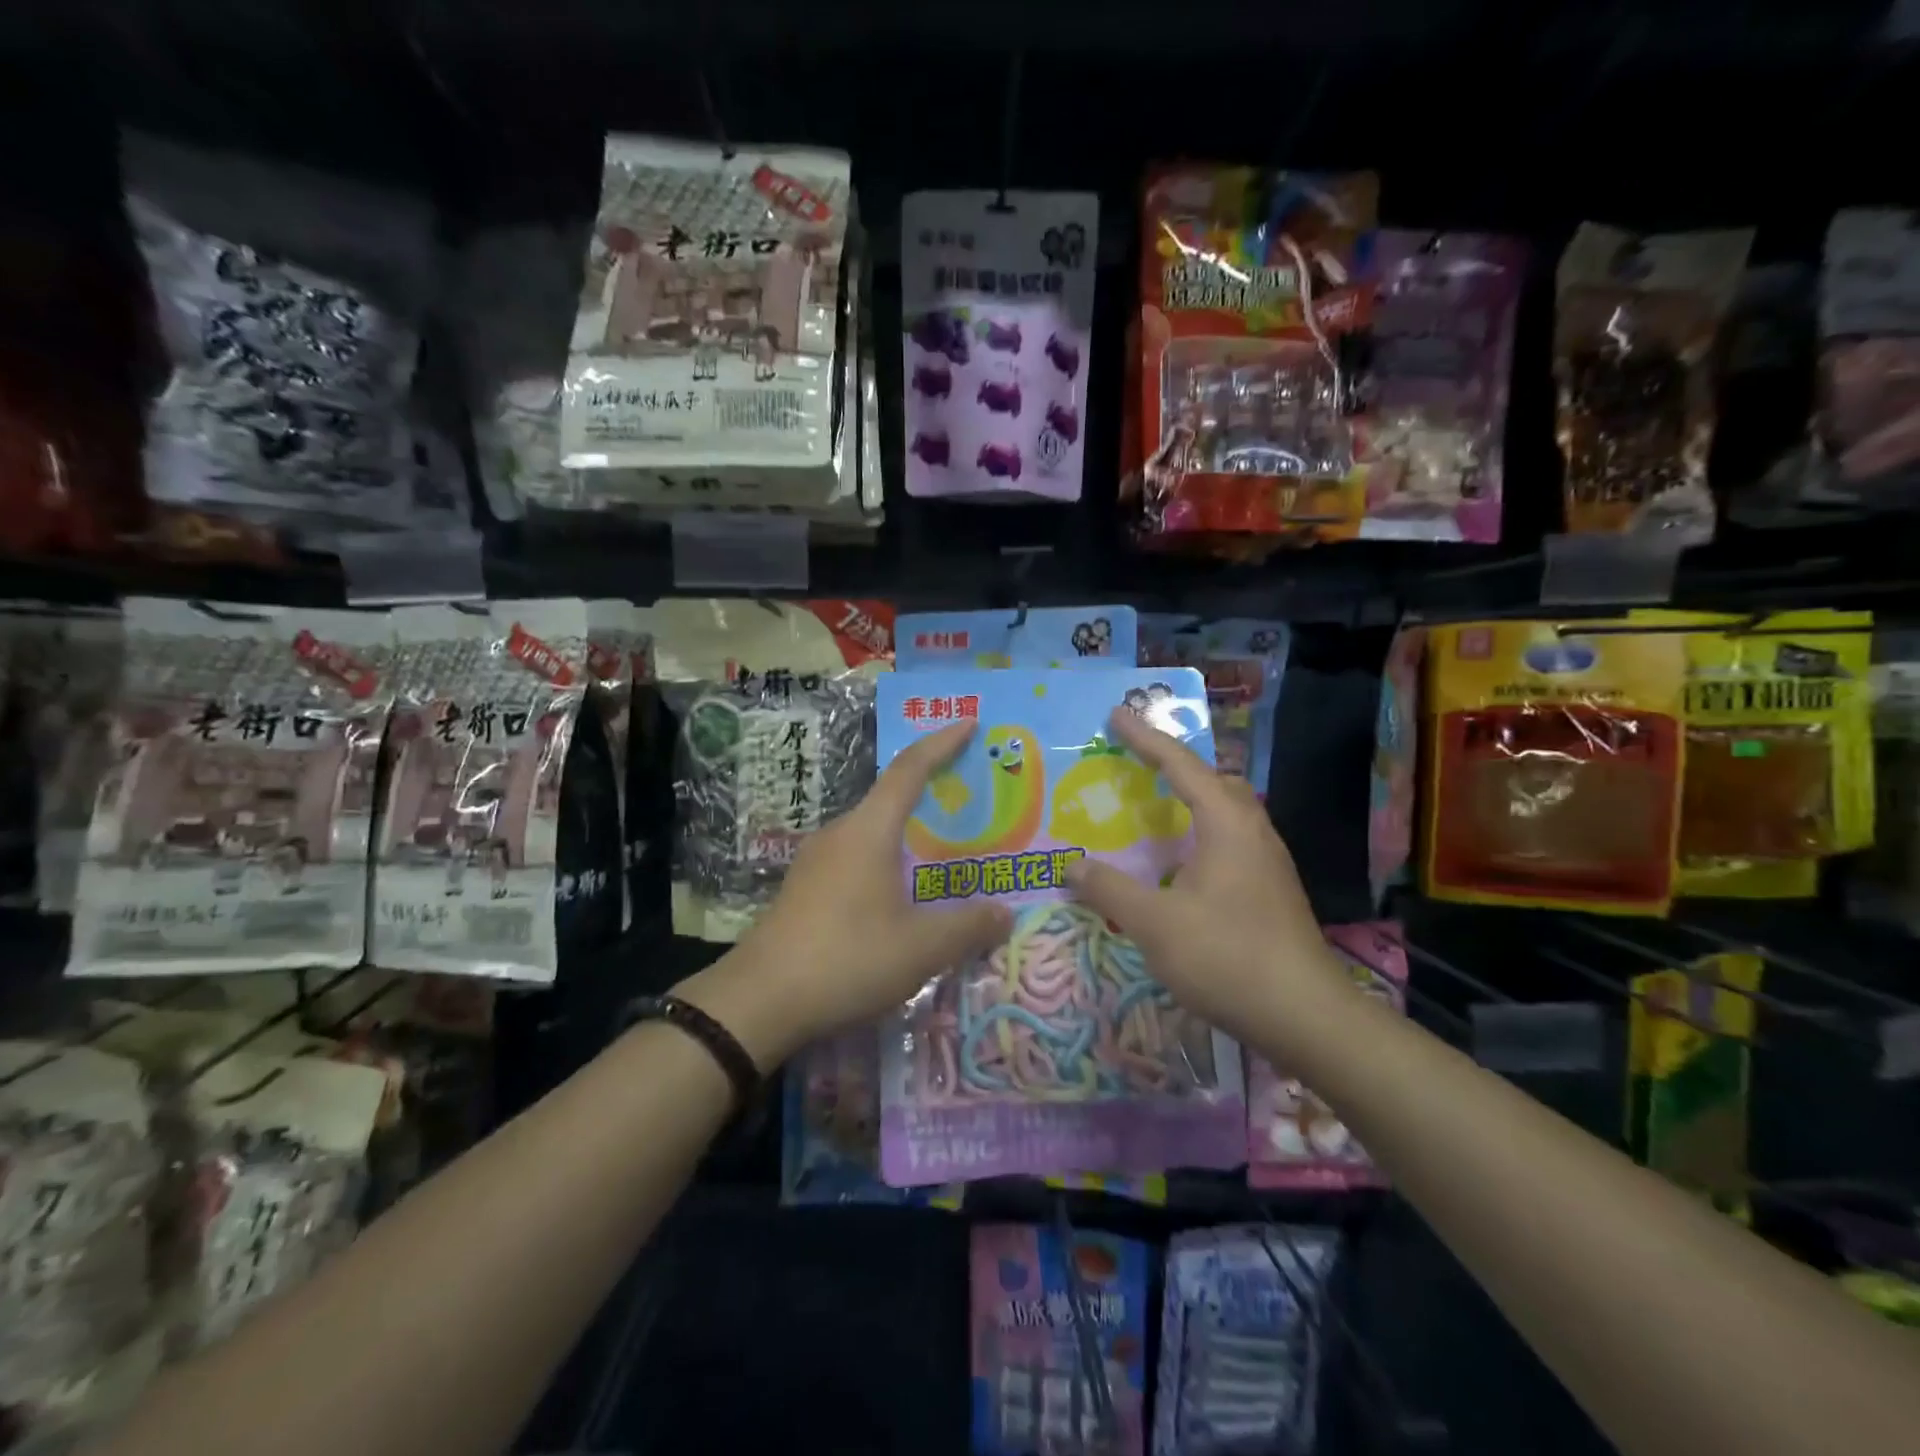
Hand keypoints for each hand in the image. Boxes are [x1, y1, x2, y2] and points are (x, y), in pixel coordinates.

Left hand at [680, 720, 1010, 1067]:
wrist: (758, 1001)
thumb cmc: (846, 958)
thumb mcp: (919, 949)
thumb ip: (967, 927)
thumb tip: (1005, 913)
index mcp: (869, 830)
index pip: (910, 770)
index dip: (941, 744)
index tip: (969, 723)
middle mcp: (840, 833)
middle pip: (890, 799)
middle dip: (930, 793)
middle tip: (969, 802)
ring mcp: (815, 861)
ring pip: (871, 833)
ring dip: (906, 835)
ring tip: (940, 853)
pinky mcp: (803, 888)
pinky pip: (855, 858)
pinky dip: (885, 861)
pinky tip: (898, 896)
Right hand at [1063, 708, 1346, 1046]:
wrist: (1306, 1016)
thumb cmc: (1227, 956)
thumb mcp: (1154, 923)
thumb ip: (1109, 889)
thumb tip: (1071, 865)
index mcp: (1227, 823)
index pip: (1180, 765)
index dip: (1144, 738)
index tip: (1117, 714)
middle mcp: (1252, 831)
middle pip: (1213, 779)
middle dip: (1174, 764)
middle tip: (1137, 761)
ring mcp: (1268, 862)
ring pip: (1227, 811)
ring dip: (1191, 798)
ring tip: (1155, 807)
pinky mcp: (1271, 890)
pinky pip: (1231, 839)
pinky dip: (1201, 831)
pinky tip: (1182, 863)